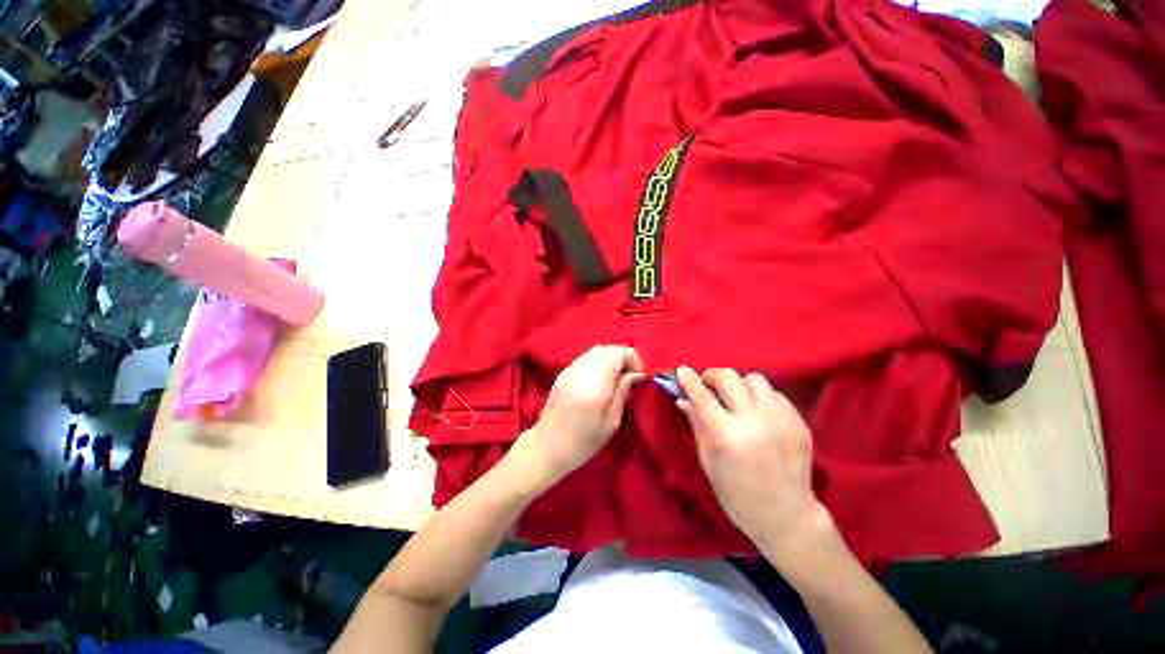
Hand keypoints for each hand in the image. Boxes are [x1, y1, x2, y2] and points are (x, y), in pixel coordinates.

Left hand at [512, 345, 644, 487]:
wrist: (547, 447)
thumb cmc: (583, 441)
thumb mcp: (612, 421)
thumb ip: (623, 391)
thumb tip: (635, 374)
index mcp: (595, 381)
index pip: (620, 352)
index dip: (634, 361)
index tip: (638, 379)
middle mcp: (581, 369)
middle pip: (608, 349)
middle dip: (623, 359)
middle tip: (628, 380)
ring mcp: (570, 369)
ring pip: (596, 351)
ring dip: (610, 360)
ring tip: (614, 381)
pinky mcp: (563, 373)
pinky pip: (585, 358)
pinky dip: (598, 363)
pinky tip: (599, 382)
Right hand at [676, 367, 835, 563]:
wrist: (788, 517)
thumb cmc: (738, 496)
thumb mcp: (709, 462)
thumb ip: (697, 426)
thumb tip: (683, 399)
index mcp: (727, 436)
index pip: (702, 396)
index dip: (689, 380)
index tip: (682, 370)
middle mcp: (755, 421)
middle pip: (729, 378)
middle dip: (712, 376)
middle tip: (707, 385)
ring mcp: (781, 419)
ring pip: (755, 379)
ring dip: (738, 384)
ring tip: (735, 399)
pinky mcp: (799, 421)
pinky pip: (774, 393)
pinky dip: (760, 397)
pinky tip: (757, 413)